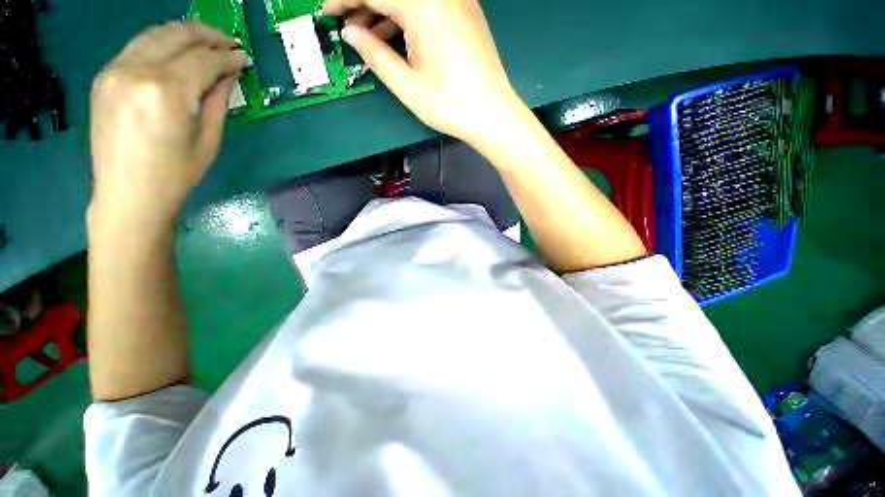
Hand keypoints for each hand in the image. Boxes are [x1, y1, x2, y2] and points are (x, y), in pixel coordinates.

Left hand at [89, 22, 246, 226]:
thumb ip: (218, 99)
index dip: (228, 56)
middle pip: (177, 35)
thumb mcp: (208, 138)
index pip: (204, 60)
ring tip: (205, 44)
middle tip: (227, 44)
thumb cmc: (176, 174)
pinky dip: (160, 44)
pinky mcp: (104, 76)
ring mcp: (115, 71)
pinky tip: (175, 54)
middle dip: (207, 35)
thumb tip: (229, 73)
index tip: (243, 57)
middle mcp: (137, 71)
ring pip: (155, 34)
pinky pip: (137, 47)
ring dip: (183, 34)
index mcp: (167, 92)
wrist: (128, 194)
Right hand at [323, 0, 523, 146]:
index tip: (327, 11)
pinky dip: (406, 15)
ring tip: (366, 33)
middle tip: (346, 23)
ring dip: (384, 9)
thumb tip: (350, 33)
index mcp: (424, 5)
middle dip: (363, 2)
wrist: (492, 115)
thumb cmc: (450, 105)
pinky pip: (427, 4)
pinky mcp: (465, 11)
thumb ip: (375, 55)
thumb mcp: (407, 85)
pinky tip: (394, 33)